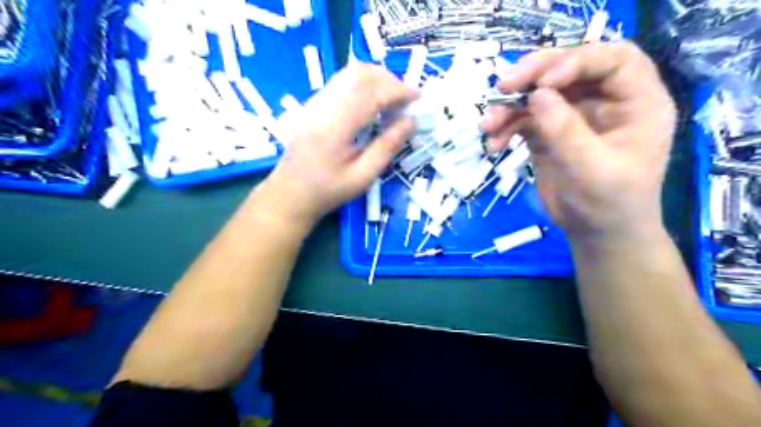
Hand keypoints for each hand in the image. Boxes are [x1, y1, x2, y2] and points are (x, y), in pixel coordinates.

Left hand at [259, 64, 417, 225]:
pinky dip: (362, 84)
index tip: (418, 99)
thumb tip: (411, 122)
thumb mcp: (363, 176)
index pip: (371, 93)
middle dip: (389, 80)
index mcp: (335, 126)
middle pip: (359, 74)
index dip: (398, 91)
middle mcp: (323, 106)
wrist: (290, 193)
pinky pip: (341, 82)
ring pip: (349, 73)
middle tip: (406, 99)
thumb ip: (387, 146)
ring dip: (376, 79)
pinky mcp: (313, 104)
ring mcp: (315, 102)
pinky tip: (372, 102)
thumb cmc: (328, 191)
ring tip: (393, 99)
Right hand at [484, 43, 673, 243]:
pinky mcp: (548, 132)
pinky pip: (523, 119)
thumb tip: (536, 95)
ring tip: (488, 125)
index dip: (577, 61)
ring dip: (510, 106)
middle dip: (533, 74)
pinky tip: (493, 144)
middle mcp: (604, 101)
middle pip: (569, 69)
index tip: (543, 84)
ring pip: (539, 93)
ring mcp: (573, 115)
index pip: (613, 60)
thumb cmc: (609, 204)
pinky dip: (505, 128)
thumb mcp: (593, 169)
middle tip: (502, 86)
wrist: (595, 232)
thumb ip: (566, 131)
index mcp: (635, 103)